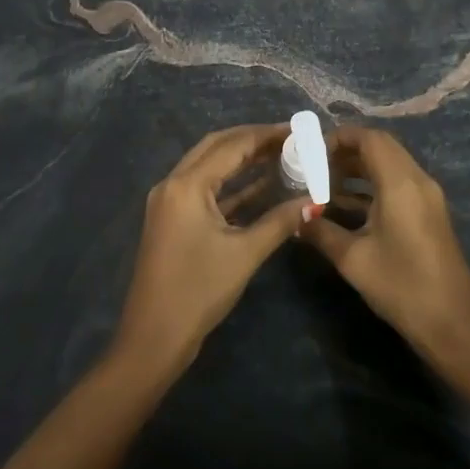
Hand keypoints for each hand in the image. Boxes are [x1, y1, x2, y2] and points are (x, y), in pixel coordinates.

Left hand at [112, 124, 311, 376]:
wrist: (154, 337)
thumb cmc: (199, 291)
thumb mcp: (245, 254)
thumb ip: (280, 221)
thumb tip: (315, 201)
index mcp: (186, 185)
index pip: (231, 145)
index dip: (266, 135)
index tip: (298, 130)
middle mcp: (173, 184)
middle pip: (216, 147)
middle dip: (252, 140)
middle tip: (290, 139)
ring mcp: (169, 202)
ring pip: (209, 167)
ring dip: (242, 161)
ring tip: (282, 156)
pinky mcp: (172, 220)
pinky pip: (205, 190)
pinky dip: (231, 185)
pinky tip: (261, 186)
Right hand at [301, 127, 469, 359]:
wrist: (452, 324)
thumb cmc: (401, 286)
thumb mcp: (353, 259)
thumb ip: (321, 231)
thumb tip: (296, 217)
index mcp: (401, 184)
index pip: (370, 139)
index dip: (340, 137)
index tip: (311, 150)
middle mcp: (418, 181)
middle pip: (382, 148)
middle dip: (346, 152)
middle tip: (313, 166)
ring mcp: (428, 198)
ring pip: (390, 166)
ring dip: (358, 170)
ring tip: (323, 184)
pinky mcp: (429, 214)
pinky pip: (398, 184)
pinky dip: (372, 186)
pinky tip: (346, 207)